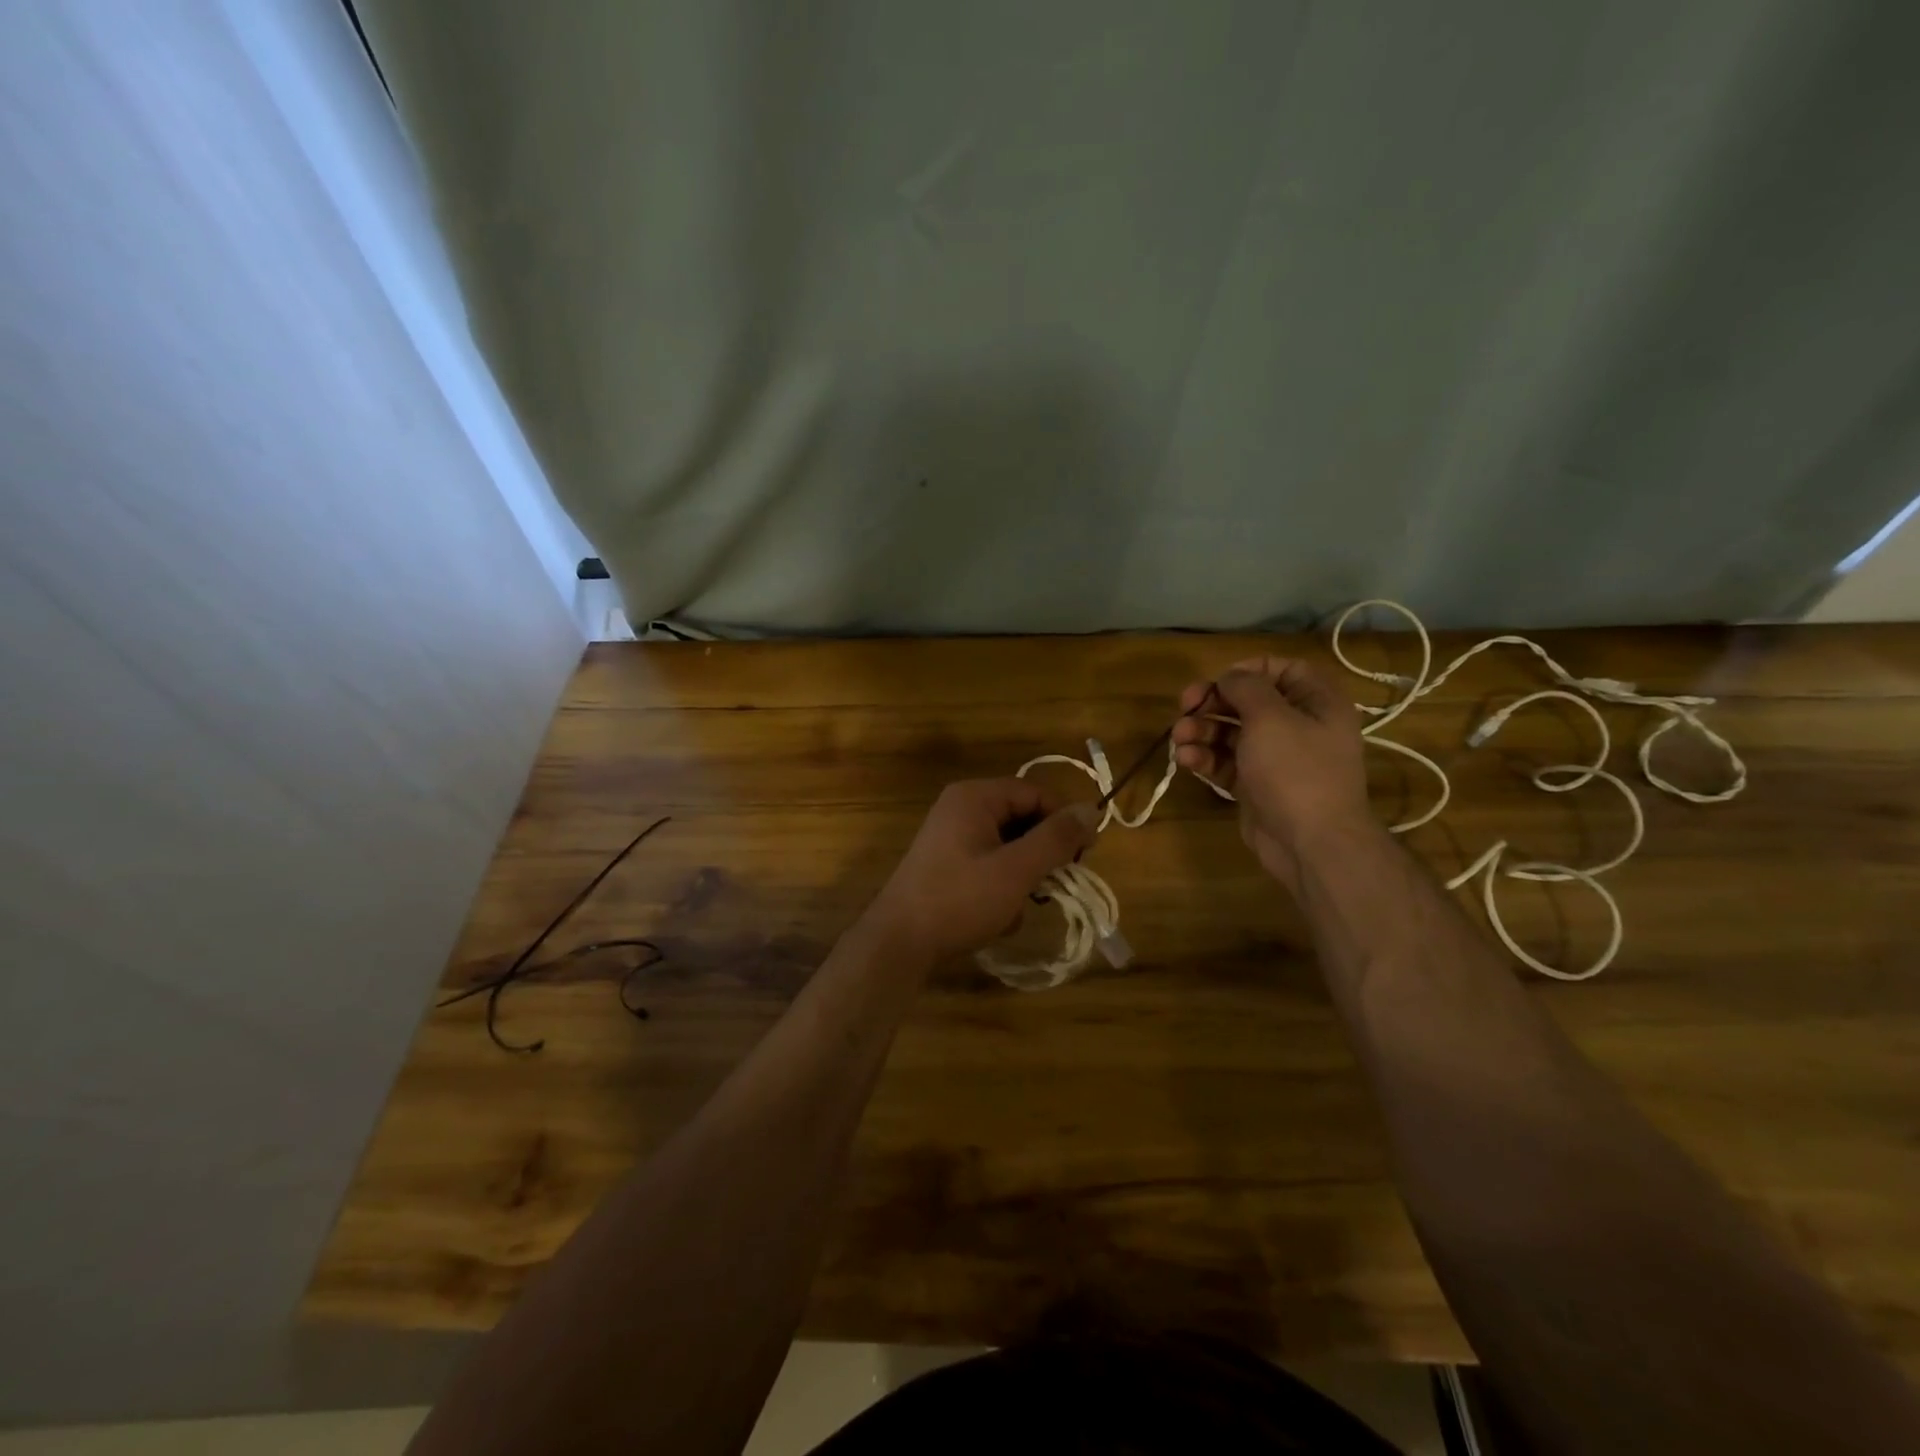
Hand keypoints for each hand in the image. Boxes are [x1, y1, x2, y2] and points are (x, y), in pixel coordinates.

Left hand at [863, 779, 1098, 962]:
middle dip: (1040, 854)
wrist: (898, 942)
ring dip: (1022, 876)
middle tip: (1053, 884)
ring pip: (1007, 845)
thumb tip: (1092, 810)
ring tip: (1019, 906)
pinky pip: (988, 864)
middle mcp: (961, 808)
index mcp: (975, 797)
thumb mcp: (1016, 870)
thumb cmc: (960, 900)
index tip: (1082, 856)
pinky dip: (1001, 886)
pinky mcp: (946, 864)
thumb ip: (1055, 839)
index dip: (1063, 820)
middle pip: (1021, 817)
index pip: (1035, 793)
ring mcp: (950, 836)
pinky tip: (999, 917)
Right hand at [1171, 657, 1372, 892]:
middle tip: (1185, 705)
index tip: (1218, 680)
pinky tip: (1187, 760)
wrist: (1311, 842)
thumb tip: (1229, 677)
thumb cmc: (1295, 770)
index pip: (1283, 670)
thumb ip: (1246, 688)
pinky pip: (1226, 762)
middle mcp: (1299, 726)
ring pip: (1232, 733)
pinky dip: (1206, 758)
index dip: (1248, 670)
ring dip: (1202, 730)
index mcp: (1317, 703)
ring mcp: (1277, 759)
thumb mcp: (1270, 717)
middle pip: (1249, 702)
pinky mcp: (1256, 785)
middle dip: (1213, 702)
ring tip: (1179, 737)